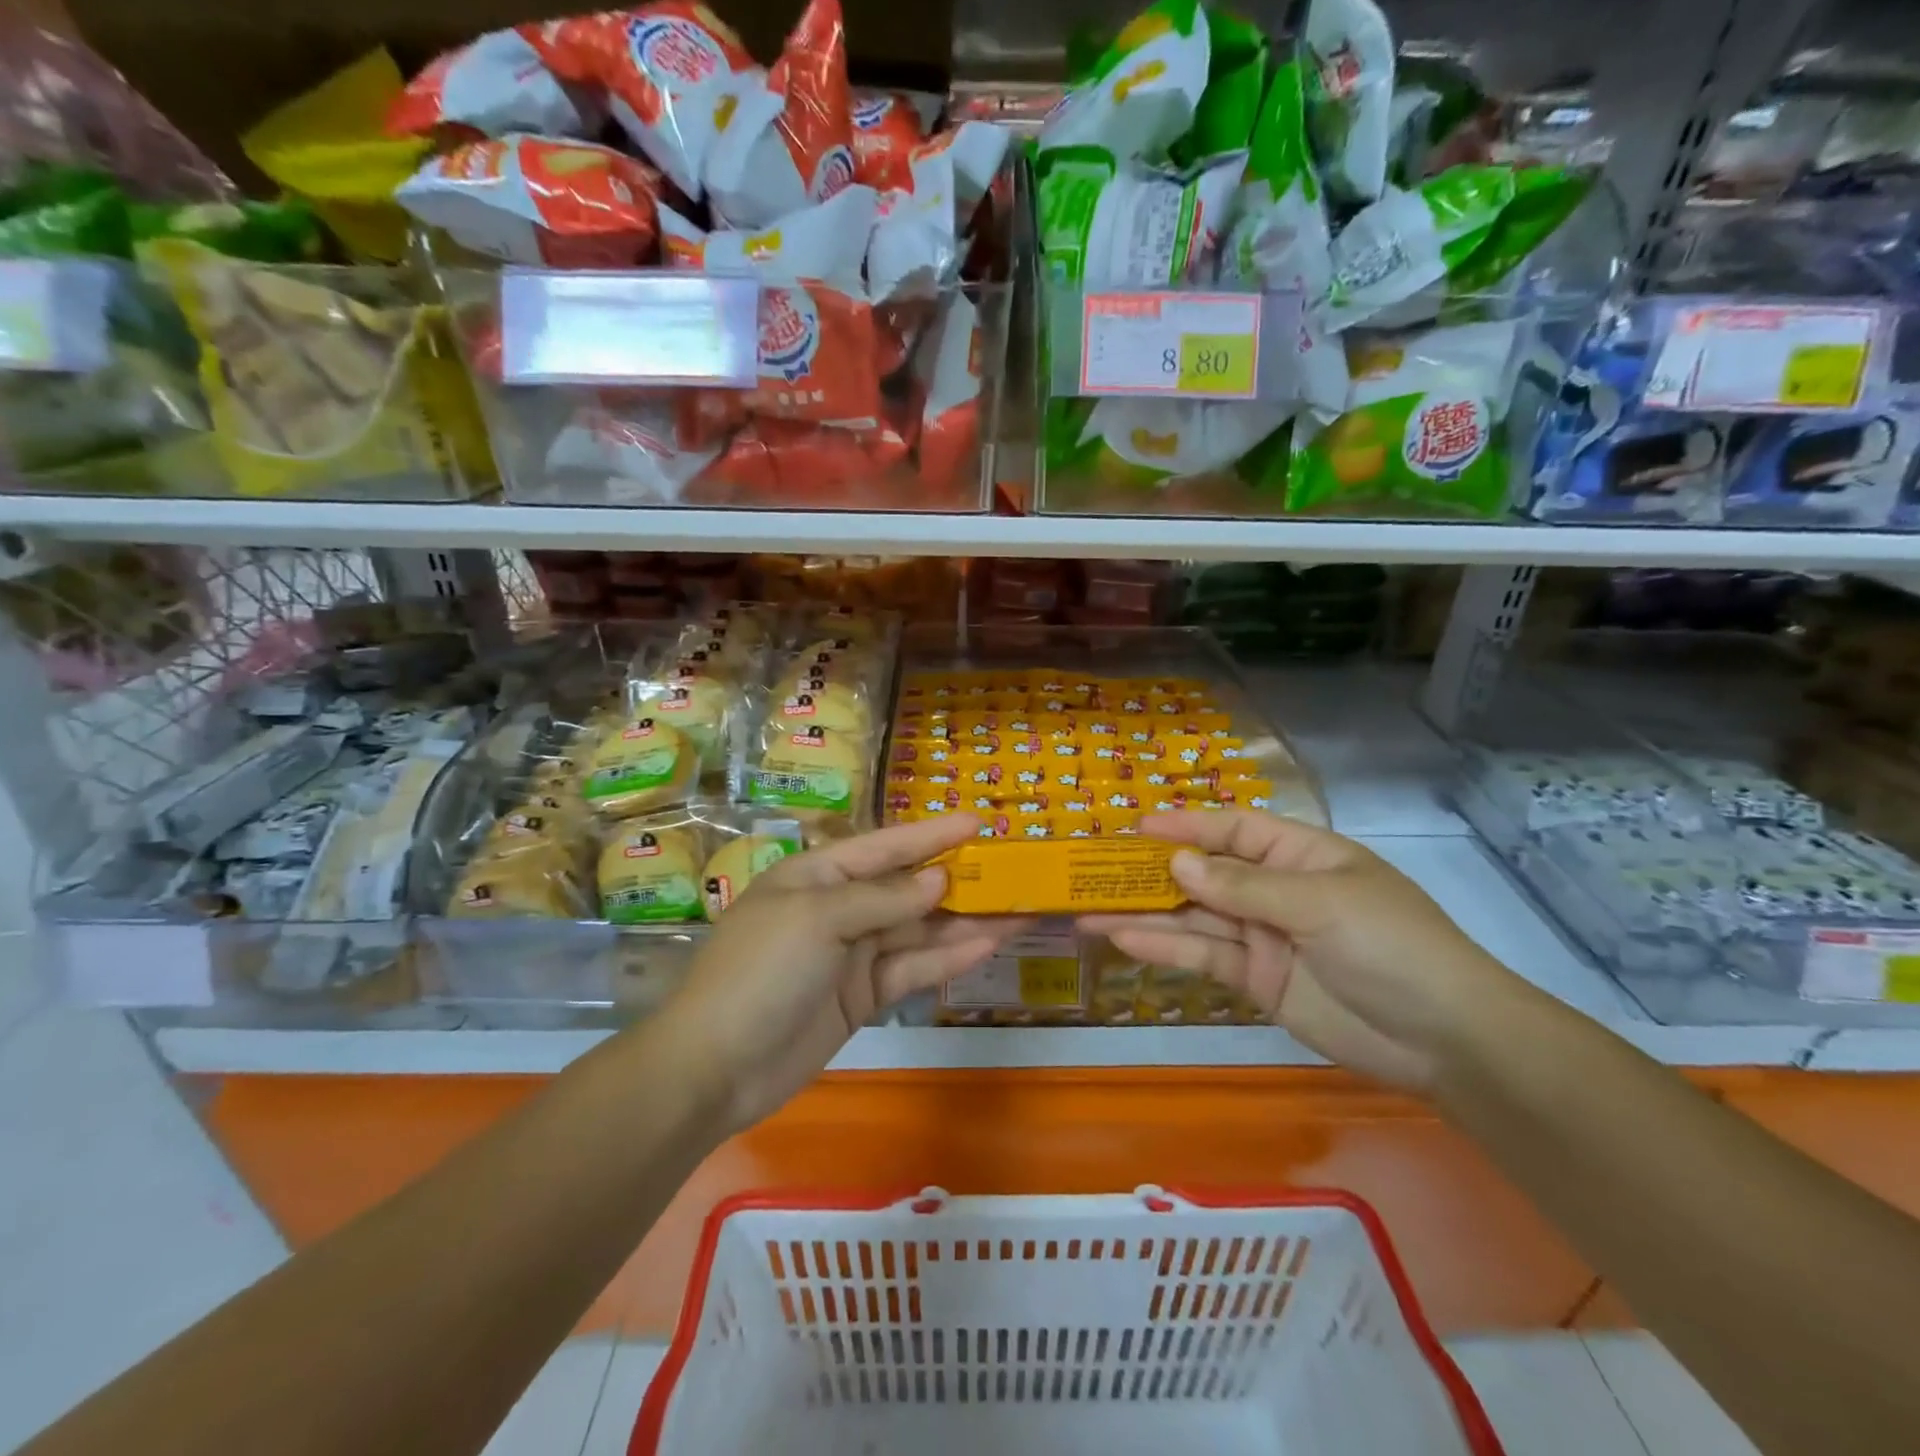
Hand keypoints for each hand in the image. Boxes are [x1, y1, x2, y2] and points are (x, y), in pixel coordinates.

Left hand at [660, 814, 1023, 1129]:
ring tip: (1017, 910)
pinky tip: (987, 946)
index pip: (884, 846)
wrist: (715, 1068)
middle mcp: (838, 907)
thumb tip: (938, 880)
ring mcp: (852, 954)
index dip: (931, 834)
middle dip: (956, 879)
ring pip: (917, 931)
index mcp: (817, 874)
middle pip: (907, 888)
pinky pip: (912, 970)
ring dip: (964, 922)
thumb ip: (882, 899)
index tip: (977, 822)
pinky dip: (947, 959)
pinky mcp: (863, 996)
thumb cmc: (761, 972)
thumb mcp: (818, 919)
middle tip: (1012, 870)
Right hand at [1080, 811, 1523, 1091]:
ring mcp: (1264, 937)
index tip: (1135, 828)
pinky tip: (1124, 940)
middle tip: (1094, 871)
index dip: (1185, 826)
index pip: (1233, 830)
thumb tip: (1176, 862)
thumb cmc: (1391, 946)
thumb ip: (1243, 886)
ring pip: (1194, 918)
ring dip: (1145, 914)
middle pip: (1204, 874)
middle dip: (1152, 872)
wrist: (1446, 1041)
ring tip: (1088, 910)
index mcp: (1301, 855)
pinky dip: (1165, 950)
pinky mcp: (1257, 980)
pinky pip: (1204, 957)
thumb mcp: (1319, 904)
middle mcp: (1276, 891)